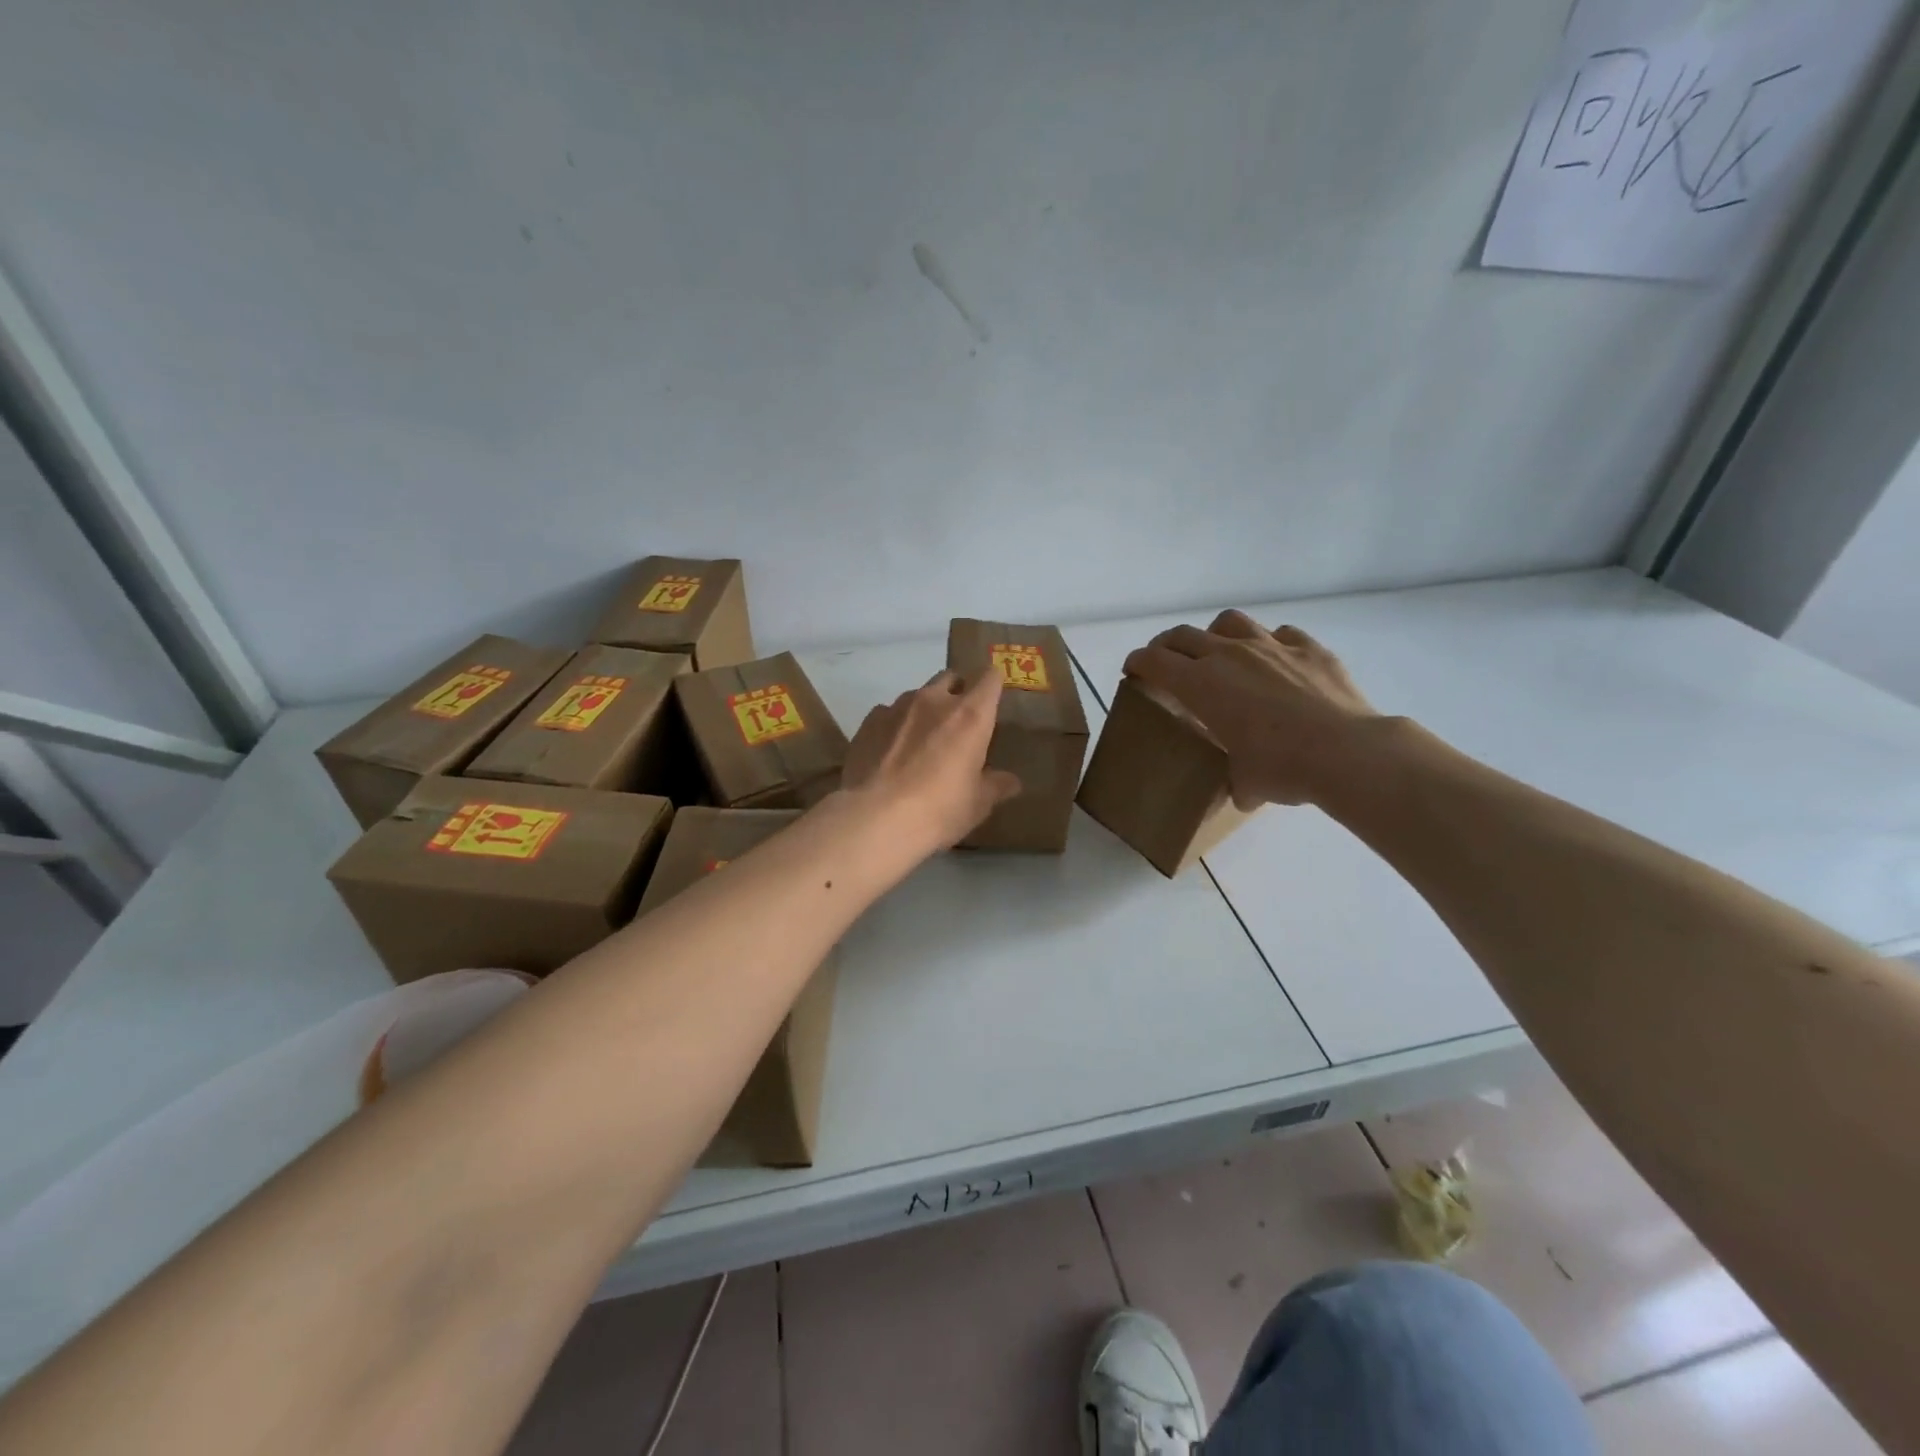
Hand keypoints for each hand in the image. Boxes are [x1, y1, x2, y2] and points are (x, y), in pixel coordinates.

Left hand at [840, 670, 1021, 852]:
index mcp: (970, 715)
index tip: (993, 700)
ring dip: (925, 710)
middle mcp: (934, 701)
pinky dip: (895, 725)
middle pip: (951, 677)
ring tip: (921, 741)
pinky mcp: (868, 721)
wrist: (874, 819)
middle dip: (957, 692)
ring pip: (918, 694)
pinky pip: (888, 713)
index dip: (993, 685)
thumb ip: (995, 786)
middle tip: (958, 723)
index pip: (990, 678)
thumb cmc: (938, 810)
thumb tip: (1012, 782)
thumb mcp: (976, 805)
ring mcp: (897, 707)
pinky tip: (891, 752)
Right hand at [1123, 612, 1379, 808]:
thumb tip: (1242, 791)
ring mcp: (1271, 646)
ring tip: (1219, 650)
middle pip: (1183, 636)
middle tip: (1164, 661)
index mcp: (1201, 684)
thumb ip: (1235, 780)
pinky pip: (1281, 633)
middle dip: (1166, 646)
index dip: (1137, 662)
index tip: (1132, 670)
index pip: (1154, 661)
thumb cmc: (1282, 768)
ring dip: (1215, 633)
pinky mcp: (1309, 648)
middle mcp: (1229, 655)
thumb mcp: (1245, 782)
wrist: (1347, 752)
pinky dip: (1270, 643)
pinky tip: (1275, 660)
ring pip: (1229, 621)